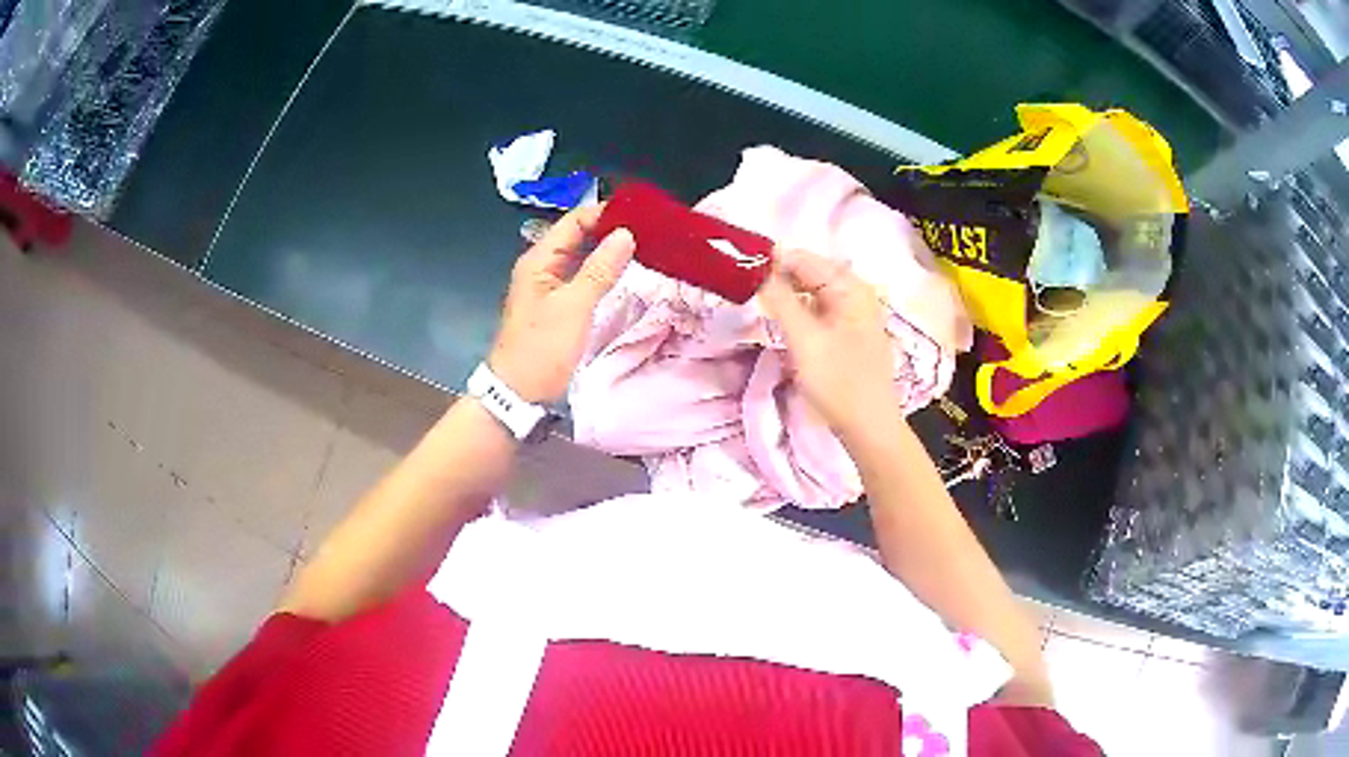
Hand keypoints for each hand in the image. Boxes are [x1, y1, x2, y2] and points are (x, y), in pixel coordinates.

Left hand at [488, 205, 634, 403]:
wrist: (518, 394)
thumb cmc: (542, 349)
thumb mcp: (574, 306)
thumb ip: (600, 269)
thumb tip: (625, 234)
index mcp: (538, 260)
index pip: (573, 221)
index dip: (603, 213)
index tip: (639, 214)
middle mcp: (541, 268)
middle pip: (576, 237)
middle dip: (608, 230)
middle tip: (647, 230)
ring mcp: (547, 287)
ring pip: (580, 258)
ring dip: (606, 251)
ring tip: (642, 247)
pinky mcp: (556, 306)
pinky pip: (580, 278)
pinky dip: (600, 272)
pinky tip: (622, 274)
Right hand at [757, 247, 896, 439]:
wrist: (869, 427)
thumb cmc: (839, 382)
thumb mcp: (804, 339)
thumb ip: (780, 299)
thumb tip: (757, 267)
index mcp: (849, 286)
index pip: (802, 258)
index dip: (769, 262)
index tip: (738, 272)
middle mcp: (854, 291)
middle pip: (807, 273)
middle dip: (777, 278)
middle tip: (744, 292)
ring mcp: (853, 312)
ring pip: (811, 292)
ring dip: (786, 296)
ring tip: (757, 305)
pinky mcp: (847, 331)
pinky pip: (817, 310)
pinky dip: (798, 312)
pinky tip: (782, 323)